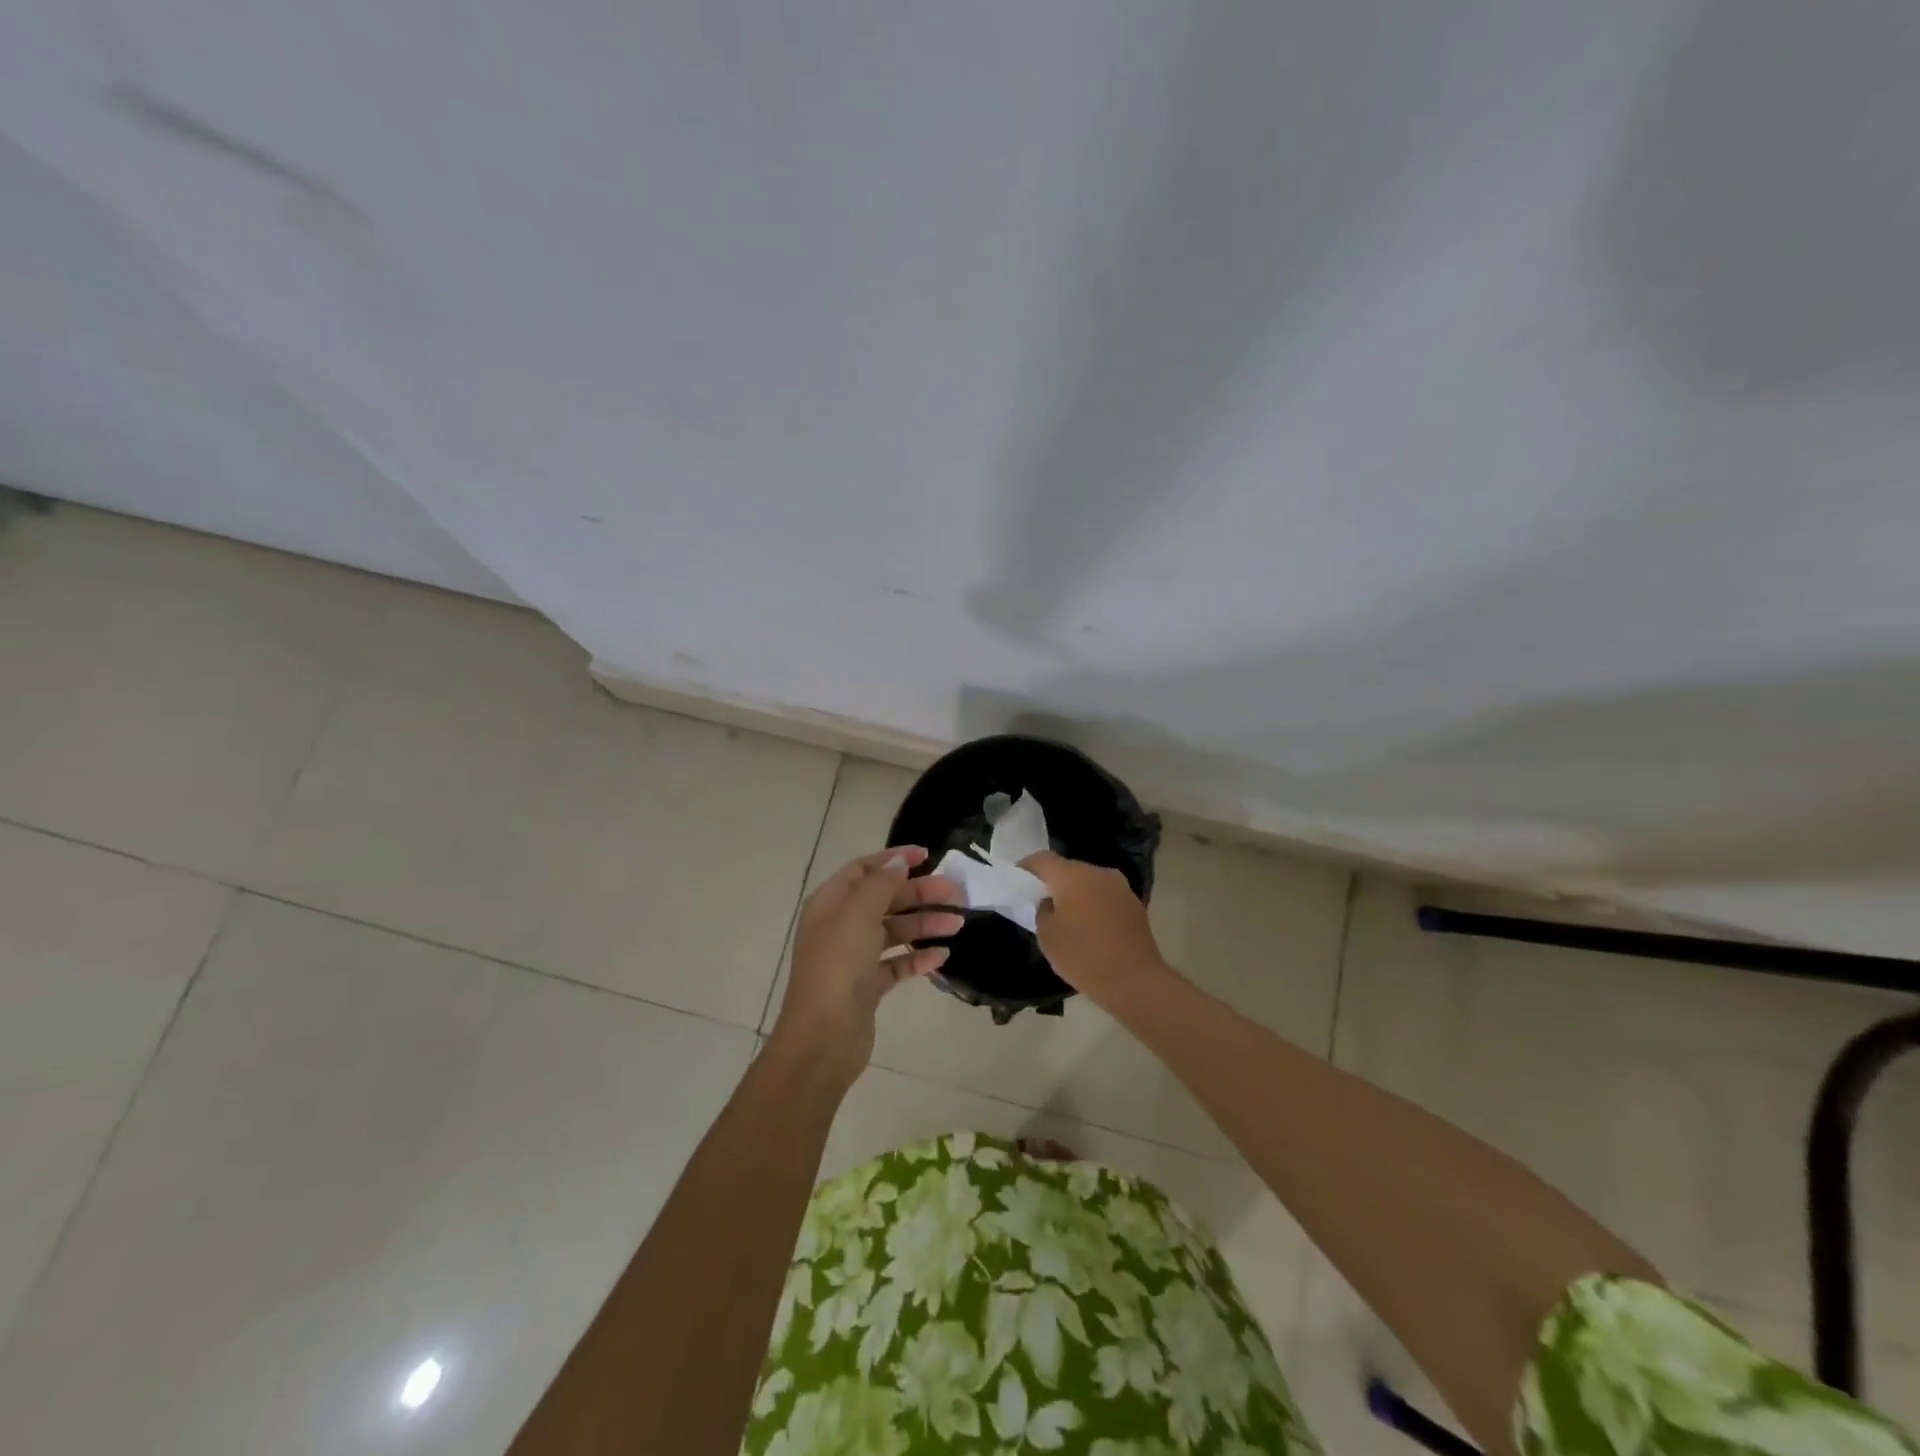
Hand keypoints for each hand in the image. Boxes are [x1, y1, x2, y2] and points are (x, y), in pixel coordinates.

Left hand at [767, 847, 962, 1088]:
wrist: (823, 1038)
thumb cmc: (838, 967)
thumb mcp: (858, 915)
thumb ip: (880, 884)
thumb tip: (898, 862)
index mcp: (830, 904)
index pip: (863, 870)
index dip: (893, 860)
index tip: (928, 856)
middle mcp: (840, 926)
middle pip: (884, 899)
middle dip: (919, 893)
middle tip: (955, 892)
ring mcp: (854, 957)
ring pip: (894, 931)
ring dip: (925, 924)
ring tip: (958, 924)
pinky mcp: (867, 986)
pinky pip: (897, 964)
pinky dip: (918, 957)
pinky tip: (942, 956)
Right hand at [1021, 851, 1171, 1000]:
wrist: (1136, 981)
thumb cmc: (1084, 957)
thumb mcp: (1047, 937)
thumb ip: (1042, 911)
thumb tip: (1051, 902)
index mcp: (1073, 876)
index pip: (1042, 859)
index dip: (1026, 868)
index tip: (1017, 882)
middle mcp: (1098, 873)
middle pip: (1067, 868)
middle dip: (1052, 882)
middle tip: (1040, 902)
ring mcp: (1120, 886)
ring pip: (1088, 881)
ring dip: (1075, 893)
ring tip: (1066, 917)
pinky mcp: (1134, 903)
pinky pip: (1105, 895)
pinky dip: (1093, 904)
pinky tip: (1090, 927)